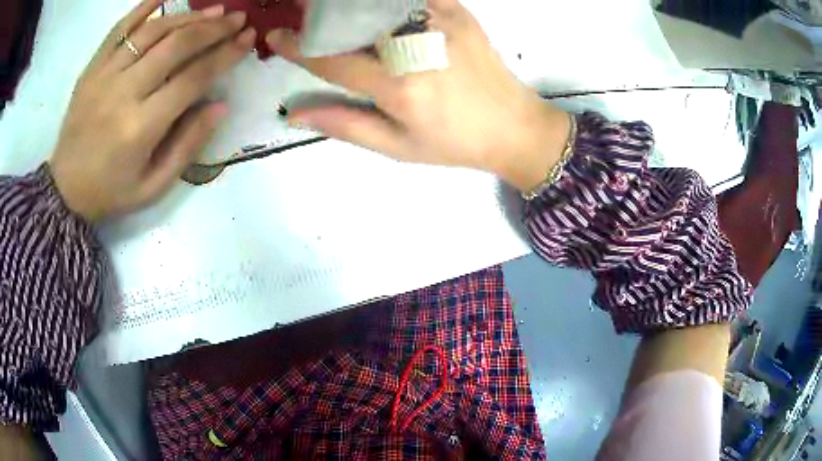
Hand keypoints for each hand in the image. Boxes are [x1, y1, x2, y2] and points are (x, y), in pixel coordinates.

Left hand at [49, 0, 255, 221]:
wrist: (65, 190)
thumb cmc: (110, 191)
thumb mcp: (153, 186)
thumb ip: (187, 146)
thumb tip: (220, 105)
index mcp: (141, 128)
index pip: (193, 79)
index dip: (225, 55)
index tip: (248, 39)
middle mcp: (123, 93)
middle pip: (176, 46)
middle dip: (213, 28)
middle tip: (238, 17)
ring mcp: (104, 76)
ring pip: (152, 31)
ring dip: (187, 16)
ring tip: (213, 10)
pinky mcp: (91, 69)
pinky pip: (119, 29)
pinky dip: (143, 8)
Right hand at [266, 0, 570, 191]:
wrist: (513, 126)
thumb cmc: (455, 144)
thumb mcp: (397, 147)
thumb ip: (345, 125)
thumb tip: (295, 114)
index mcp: (398, 88)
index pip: (332, 60)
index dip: (298, 48)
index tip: (276, 37)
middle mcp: (416, 49)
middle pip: (353, 21)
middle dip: (320, 17)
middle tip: (303, 16)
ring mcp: (440, 24)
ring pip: (378, 3)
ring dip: (350, 7)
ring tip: (336, 14)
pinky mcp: (458, 12)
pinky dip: (386, 1)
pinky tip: (375, 9)